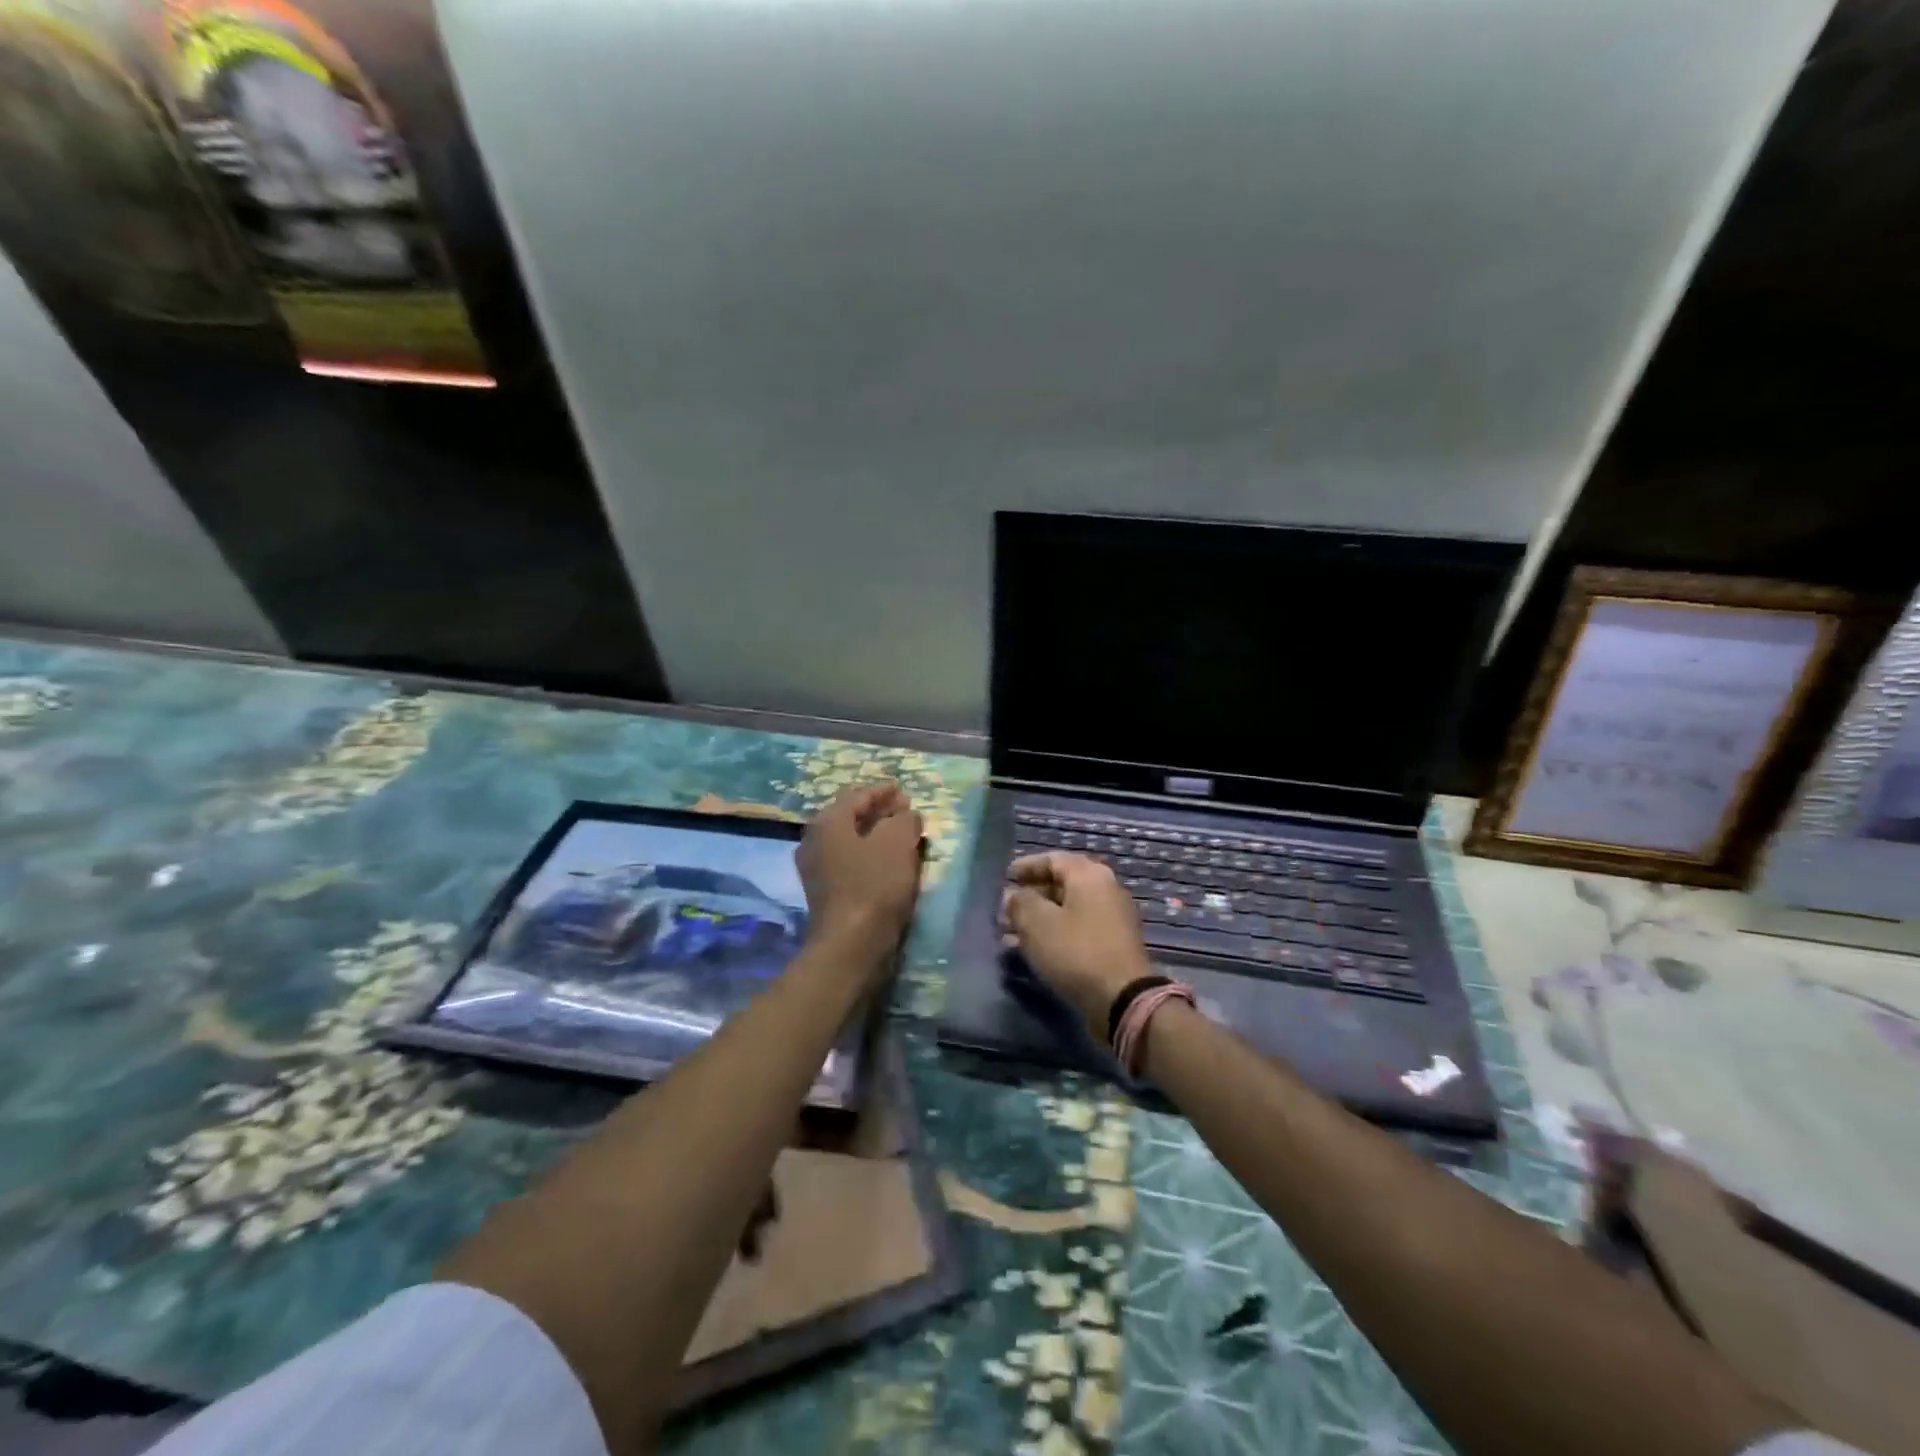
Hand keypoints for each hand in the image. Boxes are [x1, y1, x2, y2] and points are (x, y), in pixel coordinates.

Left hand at [797, 783, 924, 963]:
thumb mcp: (898, 843)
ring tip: (901, 835)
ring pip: (849, 840)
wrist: (850, 945)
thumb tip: (905, 815)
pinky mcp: (824, 892)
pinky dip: (868, 855)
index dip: (883, 791)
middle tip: (904, 810)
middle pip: (850, 817)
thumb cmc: (874, 886)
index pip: (857, 796)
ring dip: (874, 834)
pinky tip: (888, 862)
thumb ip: (904, 820)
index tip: (902, 789)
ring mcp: (815, 869)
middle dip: (879, 812)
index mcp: (828, 822)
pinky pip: (848, 861)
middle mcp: (814, 840)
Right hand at [1002, 852, 1154, 1039]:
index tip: (1006, 877)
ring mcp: (1113, 918)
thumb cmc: (1076, 952)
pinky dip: (1055, 934)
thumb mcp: (1037, 923)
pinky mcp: (1113, 945)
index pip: (1053, 859)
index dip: (1027, 866)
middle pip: (1062, 884)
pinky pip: (1078, 930)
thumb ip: (1020, 902)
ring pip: (1068, 910)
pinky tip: (1032, 951)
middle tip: (1006, 909)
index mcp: (1089, 875)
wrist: (1122, 999)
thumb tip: (1013, 895)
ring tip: (1011, 933)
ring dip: (1040, 918)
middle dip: (1031, 895)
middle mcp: (1106, 889)